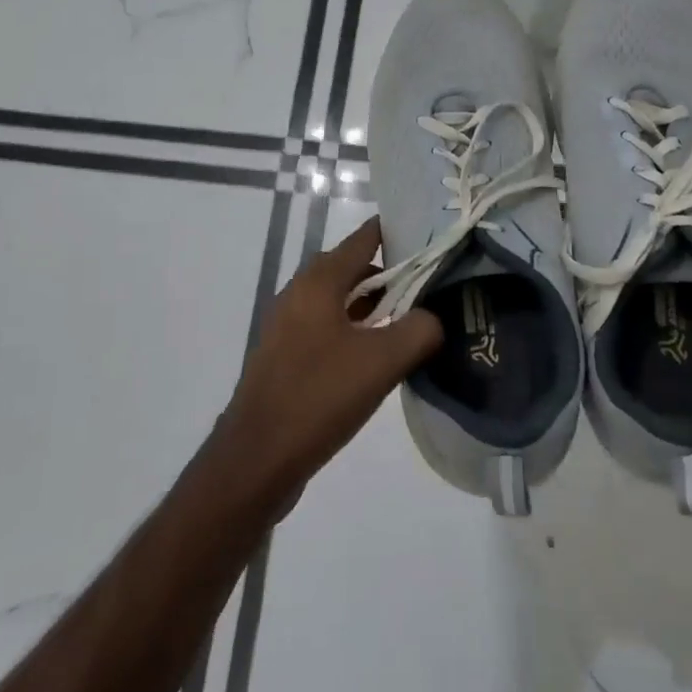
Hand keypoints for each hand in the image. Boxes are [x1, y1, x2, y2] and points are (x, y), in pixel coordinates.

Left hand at [219, 219, 442, 502]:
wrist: (257, 459)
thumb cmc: (319, 397)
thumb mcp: (382, 361)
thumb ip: (419, 330)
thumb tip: (433, 318)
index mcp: (318, 282)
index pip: (364, 238)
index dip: (398, 232)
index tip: (433, 237)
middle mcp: (299, 294)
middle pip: (352, 269)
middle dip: (392, 274)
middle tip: (432, 286)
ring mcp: (289, 326)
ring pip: (340, 301)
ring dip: (374, 307)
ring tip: (413, 322)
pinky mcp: (286, 356)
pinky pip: (329, 329)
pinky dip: (356, 331)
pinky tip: (380, 358)